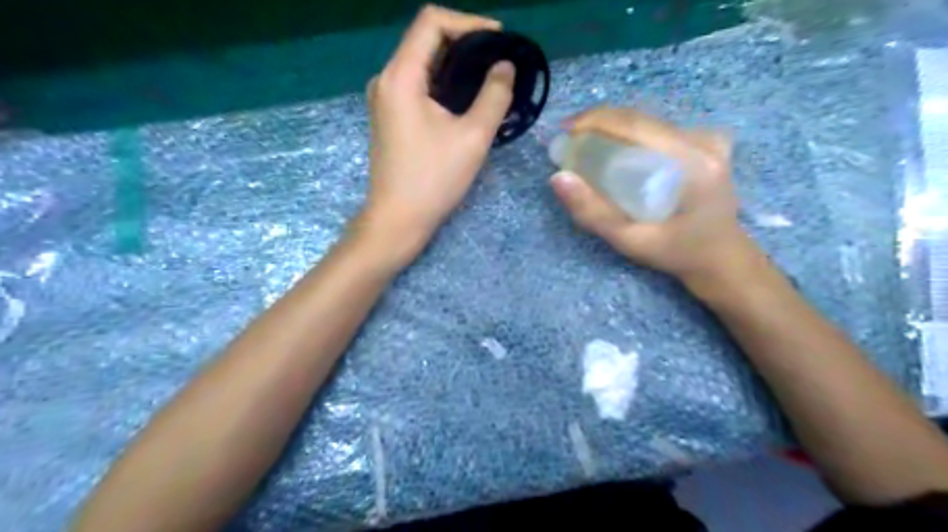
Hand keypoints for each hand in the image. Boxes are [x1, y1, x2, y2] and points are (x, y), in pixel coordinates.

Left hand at [357, 3, 517, 262]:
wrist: (398, 219)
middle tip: (500, 60)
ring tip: (489, 78)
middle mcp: (386, 80)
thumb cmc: (433, 180)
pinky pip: (418, 86)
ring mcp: (385, 99)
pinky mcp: (390, 116)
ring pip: (423, 64)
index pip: (431, 22)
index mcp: (401, 77)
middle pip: (426, 40)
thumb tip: (506, 67)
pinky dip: (444, 84)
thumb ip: (494, 95)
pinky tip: (467, 99)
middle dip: (466, 43)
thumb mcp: (472, 137)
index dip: (469, 23)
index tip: (499, 39)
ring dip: (456, 65)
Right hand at [545, 106, 759, 284]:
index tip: (565, 129)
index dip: (596, 120)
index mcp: (694, 164)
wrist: (721, 257)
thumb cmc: (676, 253)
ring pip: (649, 122)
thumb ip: (592, 212)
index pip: (637, 125)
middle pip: (642, 119)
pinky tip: (615, 150)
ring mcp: (710, 139)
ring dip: (614, 129)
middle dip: (600, 124)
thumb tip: (558, 178)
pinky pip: (659, 130)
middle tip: (569, 141)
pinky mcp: (707, 142)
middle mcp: (705, 142)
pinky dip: (631, 136)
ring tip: (585, 145)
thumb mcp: (629, 240)